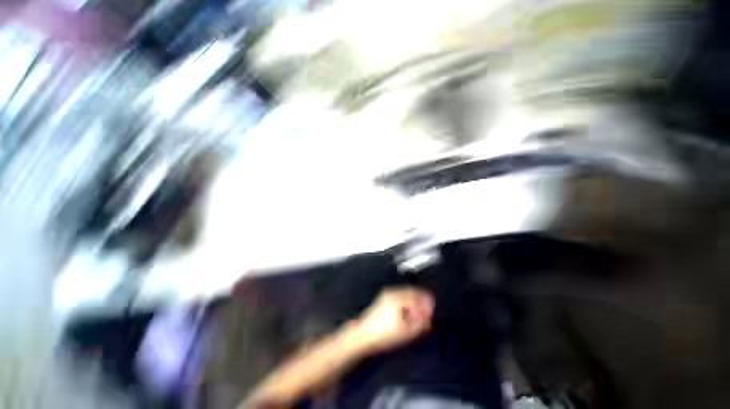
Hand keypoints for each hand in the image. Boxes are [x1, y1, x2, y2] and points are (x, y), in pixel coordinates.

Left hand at [351, 287, 434, 354]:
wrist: (363, 335)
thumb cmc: (384, 334)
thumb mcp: (405, 332)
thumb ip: (419, 324)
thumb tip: (428, 320)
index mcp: (397, 298)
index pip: (415, 295)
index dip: (426, 301)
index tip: (432, 309)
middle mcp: (391, 293)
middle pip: (410, 293)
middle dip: (420, 301)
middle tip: (427, 311)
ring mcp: (386, 295)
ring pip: (405, 295)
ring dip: (414, 302)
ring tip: (418, 314)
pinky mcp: (383, 300)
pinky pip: (399, 298)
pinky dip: (407, 303)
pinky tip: (408, 313)